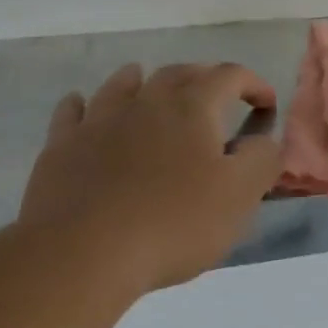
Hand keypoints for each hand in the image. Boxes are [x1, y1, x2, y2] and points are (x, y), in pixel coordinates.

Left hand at [16, 62, 281, 293]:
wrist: (81, 254)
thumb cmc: (172, 223)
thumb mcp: (239, 196)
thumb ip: (262, 159)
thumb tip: (264, 140)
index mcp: (192, 107)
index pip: (229, 76)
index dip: (253, 83)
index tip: (266, 104)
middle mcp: (146, 101)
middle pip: (178, 73)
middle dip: (203, 78)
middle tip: (216, 98)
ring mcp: (99, 120)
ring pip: (123, 83)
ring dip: (143, 80)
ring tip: (150, 86)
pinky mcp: (61, 146)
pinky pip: (72, 111)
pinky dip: (84, 105)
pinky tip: (84, 109)